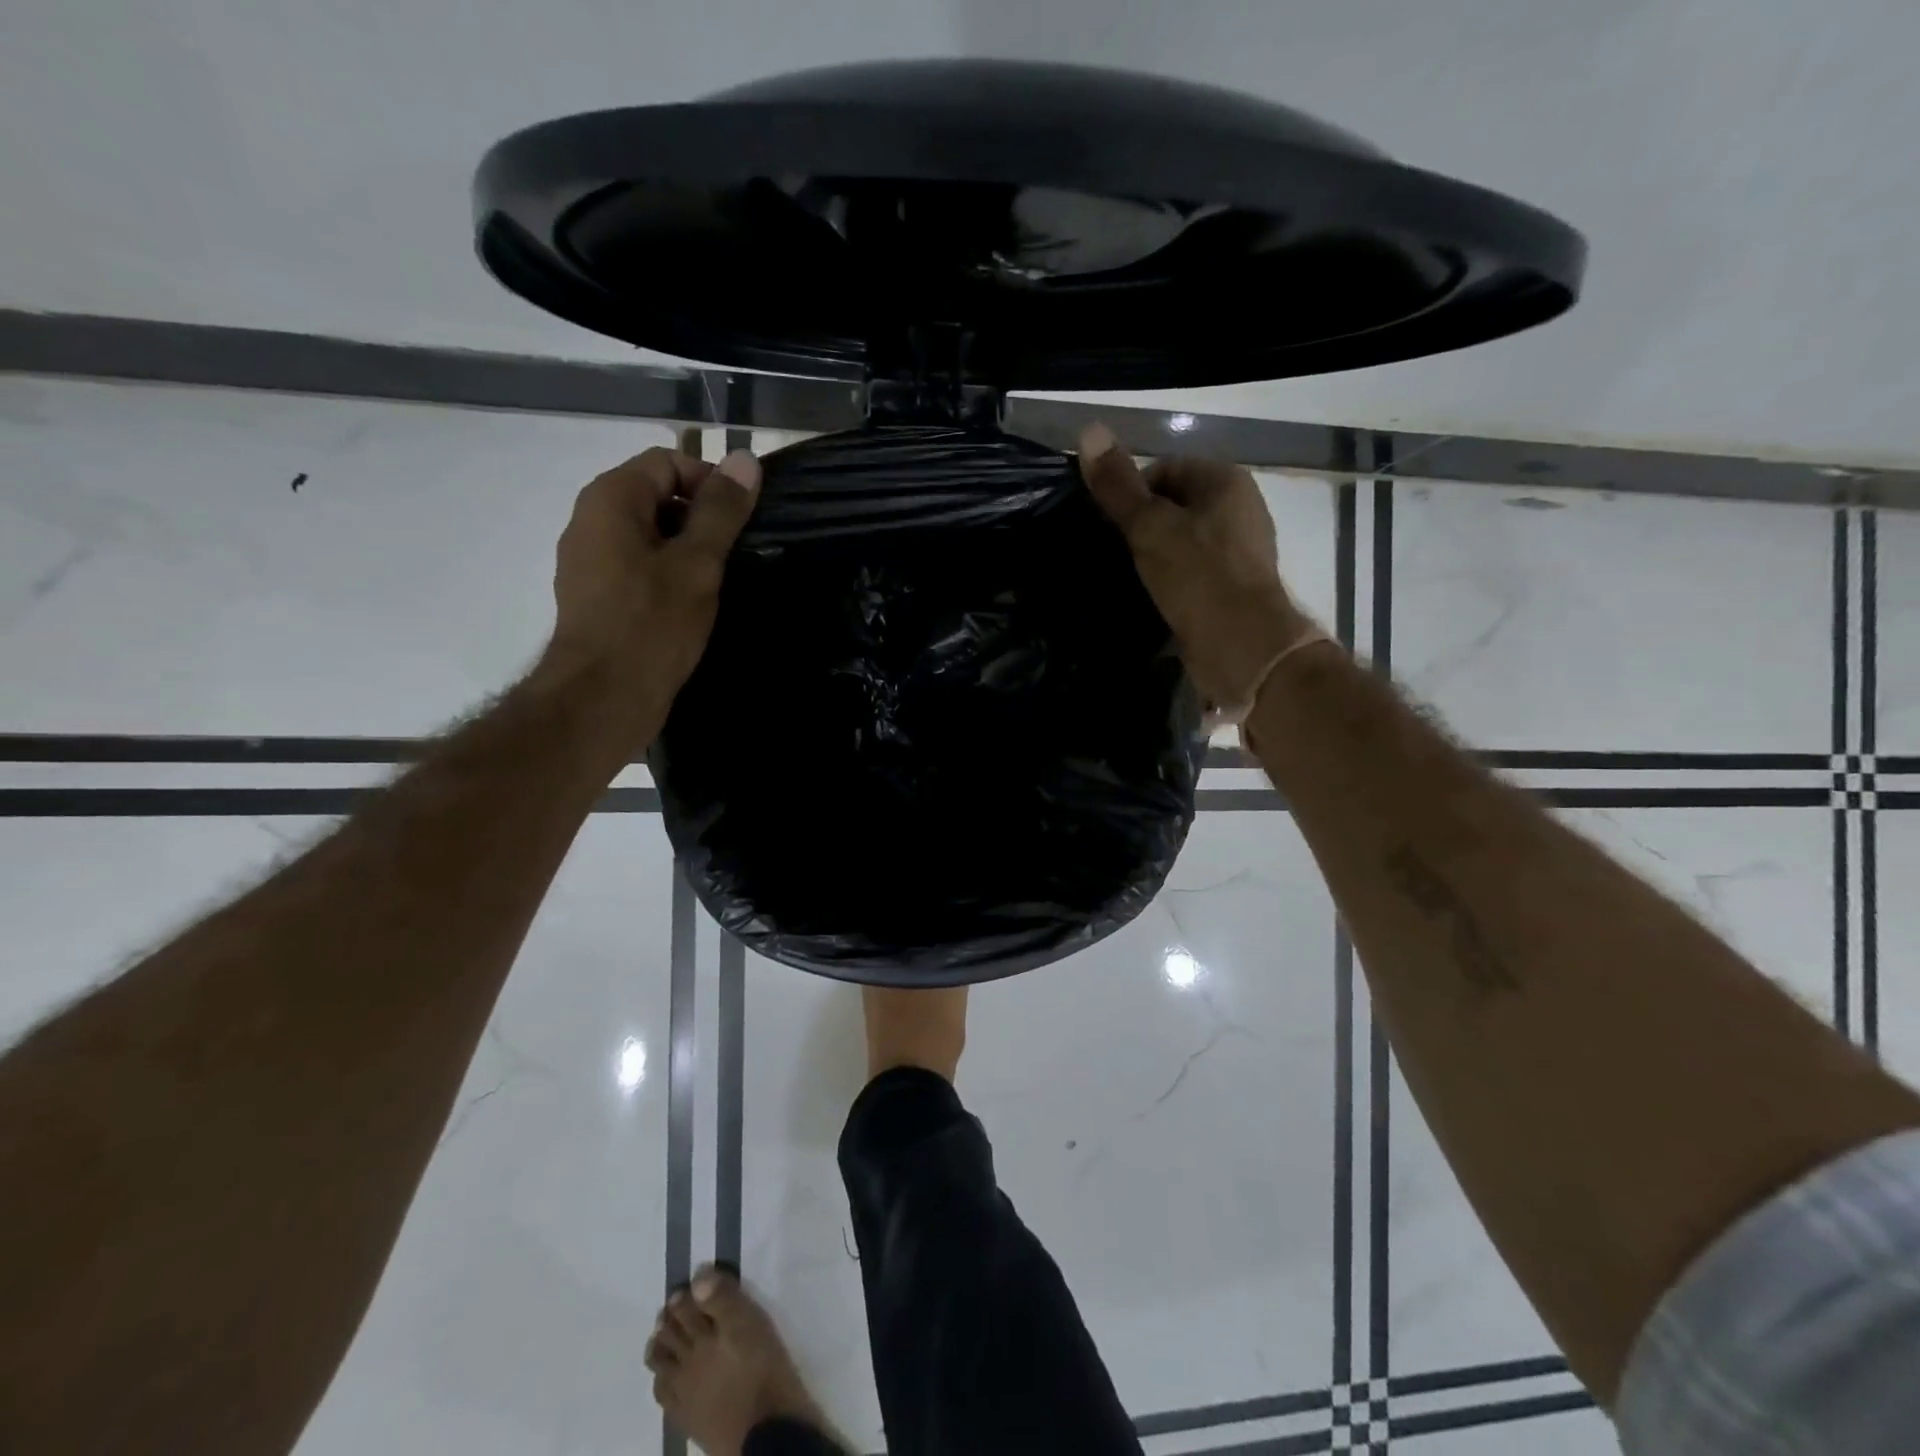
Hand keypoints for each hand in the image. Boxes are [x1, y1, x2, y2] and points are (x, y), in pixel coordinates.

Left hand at [540, 446, 760, 737]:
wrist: (603, 697)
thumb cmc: (652, 624)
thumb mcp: (697, 564)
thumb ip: (721, 510)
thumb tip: (744, 458)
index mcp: (610, 499)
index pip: (667, 462)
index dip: (709, 482)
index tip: (740, 521)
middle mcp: (590, 519)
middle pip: (656, 495)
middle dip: (700, 517)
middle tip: (734, 554)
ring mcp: (589, 559)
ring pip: (649, 533)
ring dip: (686, 549)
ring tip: (718, 581)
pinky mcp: (595, 594)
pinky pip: (637, 564)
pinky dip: (667, 573)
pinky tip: (692, 604)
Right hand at [1078, 422, 1316, 707]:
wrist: (1243, 645)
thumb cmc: (1198, 575)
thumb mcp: (1149, 526)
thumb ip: (1118, 485)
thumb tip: (1088, 430)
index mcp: (1226, 481)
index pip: (1165, 469)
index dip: (1132, 493)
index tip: (1112, 526)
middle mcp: (1240, 509)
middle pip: (1175, 505)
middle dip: (1143, 527)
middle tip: (1116, 553)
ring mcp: (1241, 551)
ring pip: (1183, 541)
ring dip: (1155, 557)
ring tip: (1129, 578)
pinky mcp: (1235, 588)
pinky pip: (1194, 572)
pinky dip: (1172, 581)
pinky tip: (1152, 598)